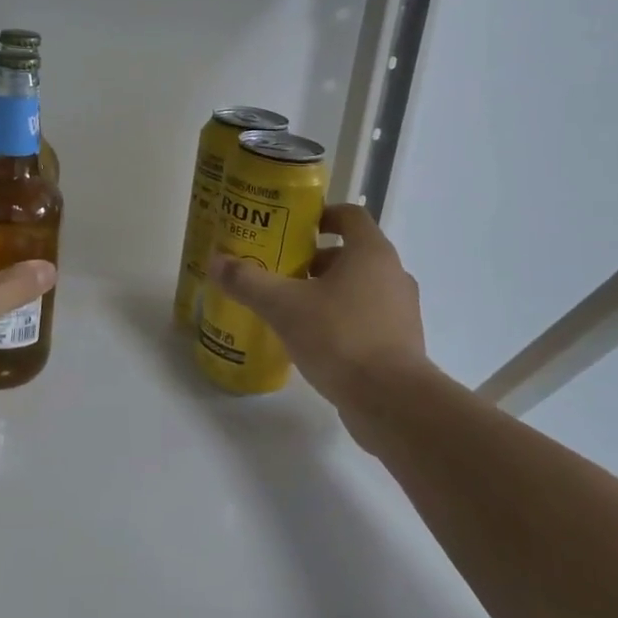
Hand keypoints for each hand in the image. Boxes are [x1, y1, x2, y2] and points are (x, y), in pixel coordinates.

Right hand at [207, 203, 432, 443]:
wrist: (392, 402)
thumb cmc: (340, 337)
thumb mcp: (284, 306)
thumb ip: (248, 281)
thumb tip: (215, 261)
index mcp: (371, 253)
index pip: (350, 215)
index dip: (321, 215)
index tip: (291, 229)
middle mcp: (393, 275)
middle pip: (352, 253)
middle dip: (315, 260)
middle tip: (281, 272)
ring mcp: (402, 311)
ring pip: (360, 287)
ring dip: (327, 291)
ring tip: (291, 308)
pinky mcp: (401, 343)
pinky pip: (367, 318)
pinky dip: (341, 320)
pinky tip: (313, 340)